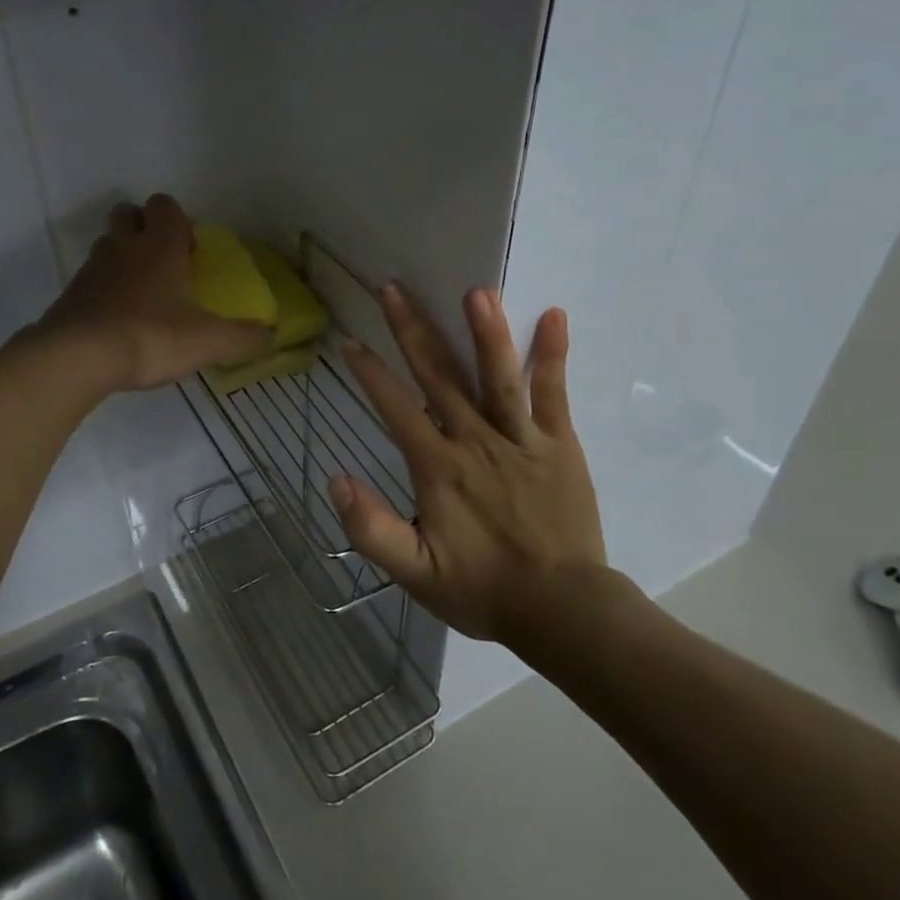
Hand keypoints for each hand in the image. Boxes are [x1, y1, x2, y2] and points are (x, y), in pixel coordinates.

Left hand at [36, 194, 272, 392]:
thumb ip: (244, 338)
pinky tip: (118, 320)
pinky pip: (91, 280)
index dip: (179, 220)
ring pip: (107, 245)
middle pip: (128, 214)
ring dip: (123, 258)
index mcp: (159, 246)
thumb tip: (271, 337)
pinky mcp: (71, 296)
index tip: (190, 250)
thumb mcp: (208, 341)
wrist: (78, 358)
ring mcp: (92, 269)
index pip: (165, 205)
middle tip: (164, 263)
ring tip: (142, 294)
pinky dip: (104, 290)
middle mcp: (123, 247)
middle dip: (144, 228)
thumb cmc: (150, 336)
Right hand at [331, 285, 630, 647]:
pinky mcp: (559, 444)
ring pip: (497, 376)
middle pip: (438, 376)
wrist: (563, 611)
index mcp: (438, 467)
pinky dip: (553, 355)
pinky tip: (553, 315)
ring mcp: (520, 438)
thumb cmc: (483, 590)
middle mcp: (475, 440)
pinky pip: (553, 394)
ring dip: (485, 331)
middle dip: (412, 330)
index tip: (352, 341)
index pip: (396, 408)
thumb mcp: (415, 573)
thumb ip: (372, 529)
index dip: (370, 374)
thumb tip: (336, 480)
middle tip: (393, 288)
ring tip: (475, 291)